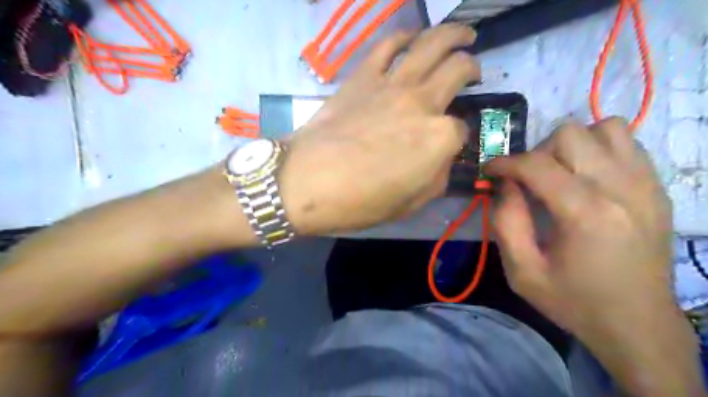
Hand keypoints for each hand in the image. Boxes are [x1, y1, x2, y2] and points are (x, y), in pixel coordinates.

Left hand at [279, 24, 480, 233]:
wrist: (308, 182)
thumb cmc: (360, 201)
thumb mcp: (410, 204)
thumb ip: (436, 178)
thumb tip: (441, 160)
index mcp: (439, 138)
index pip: (461, 129)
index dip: (457, 137)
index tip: (448, 144)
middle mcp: (423, 102)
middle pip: (457, 70)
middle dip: (471, 67)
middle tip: (472, 71)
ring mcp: (392, 85)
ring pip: (432, 44)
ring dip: (454, 35)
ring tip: (463, 36)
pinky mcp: (362, 77)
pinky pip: (388, 45)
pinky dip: (404, 36)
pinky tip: (412, 38)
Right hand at [487, 116, 673, 339]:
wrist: (639, 325)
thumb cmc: (574, 301)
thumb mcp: (522, 272)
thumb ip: (506, 223)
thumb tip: (503, 185)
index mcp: (585, 213)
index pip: (536, 164)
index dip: (505, 162)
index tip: (490, 171)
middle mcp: (621, 188)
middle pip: (569, 135)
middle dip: (537, 153)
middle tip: (528, 180)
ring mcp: (645, 184)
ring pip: (602, 128)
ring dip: (571, 146)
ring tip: (560, 174)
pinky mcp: (657, 188)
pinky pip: (626, 143)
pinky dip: (598, 148)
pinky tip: (586, 176)